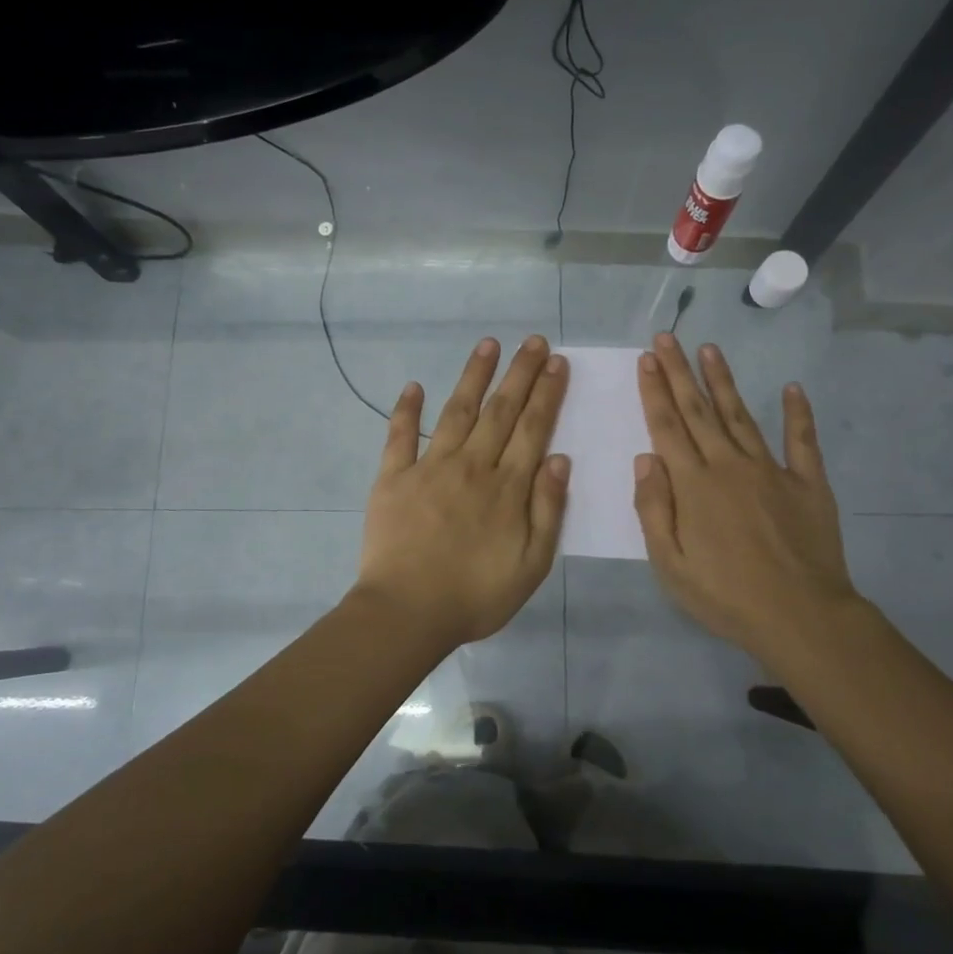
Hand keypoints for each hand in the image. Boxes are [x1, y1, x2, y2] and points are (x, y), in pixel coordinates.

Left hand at [354, 335, 570, 650]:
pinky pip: (399, 437)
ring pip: (457, 412)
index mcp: (507, 487)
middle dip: (520, 373)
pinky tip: (413, 385)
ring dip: (473, 376)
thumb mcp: (532, 564)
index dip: (546, 393)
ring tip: (488, 345)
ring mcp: (429, 468)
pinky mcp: (393, 478)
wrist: (408, 612)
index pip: (532, 428)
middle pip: (500, 411)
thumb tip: (560, 458)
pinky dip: (406, 410)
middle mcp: (472, 466)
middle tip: (534, 341)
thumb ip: (547, 509)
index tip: (556, 363)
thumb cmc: (476, 596)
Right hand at [632, 333, 865, 663]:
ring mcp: (772, 470)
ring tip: (710, 349)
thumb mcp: (669, 563)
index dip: (654, 391)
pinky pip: (802, 441)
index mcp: (693, 485)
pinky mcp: (808, 483)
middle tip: (668, 337)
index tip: (647, 358)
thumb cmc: (724, 596)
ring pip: (741, 416)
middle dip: (680, 373)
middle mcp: (729, 465)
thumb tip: (645, 458)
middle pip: (699, 411)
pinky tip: (792, 388)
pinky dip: (797, 413)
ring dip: (723, 381)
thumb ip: (653, 508)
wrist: (800, 617)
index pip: (667, 427)